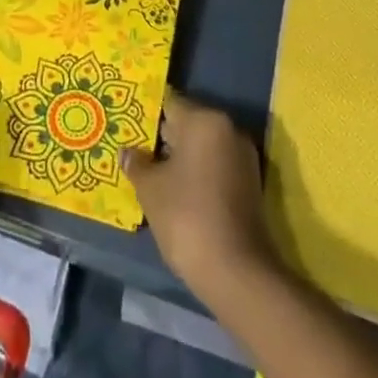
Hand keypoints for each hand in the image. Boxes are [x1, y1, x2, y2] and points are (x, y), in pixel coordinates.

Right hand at [122, 91, 274, 294]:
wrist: (237, 272)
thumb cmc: (187, 217)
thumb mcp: (150, 189)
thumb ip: (137, 164)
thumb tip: (127, 152)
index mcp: (205, 120)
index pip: (170, 104)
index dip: (147, 116)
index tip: (129, 127)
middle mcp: (228, 130)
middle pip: (188, 124)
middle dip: (163, 139)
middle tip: (137, 152)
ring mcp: (243, 158)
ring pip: (202, 148)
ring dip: (181, 159)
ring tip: (153, 175)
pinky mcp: (250, 185)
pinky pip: (216, 167)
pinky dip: (198, 175)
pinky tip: (177, 193)